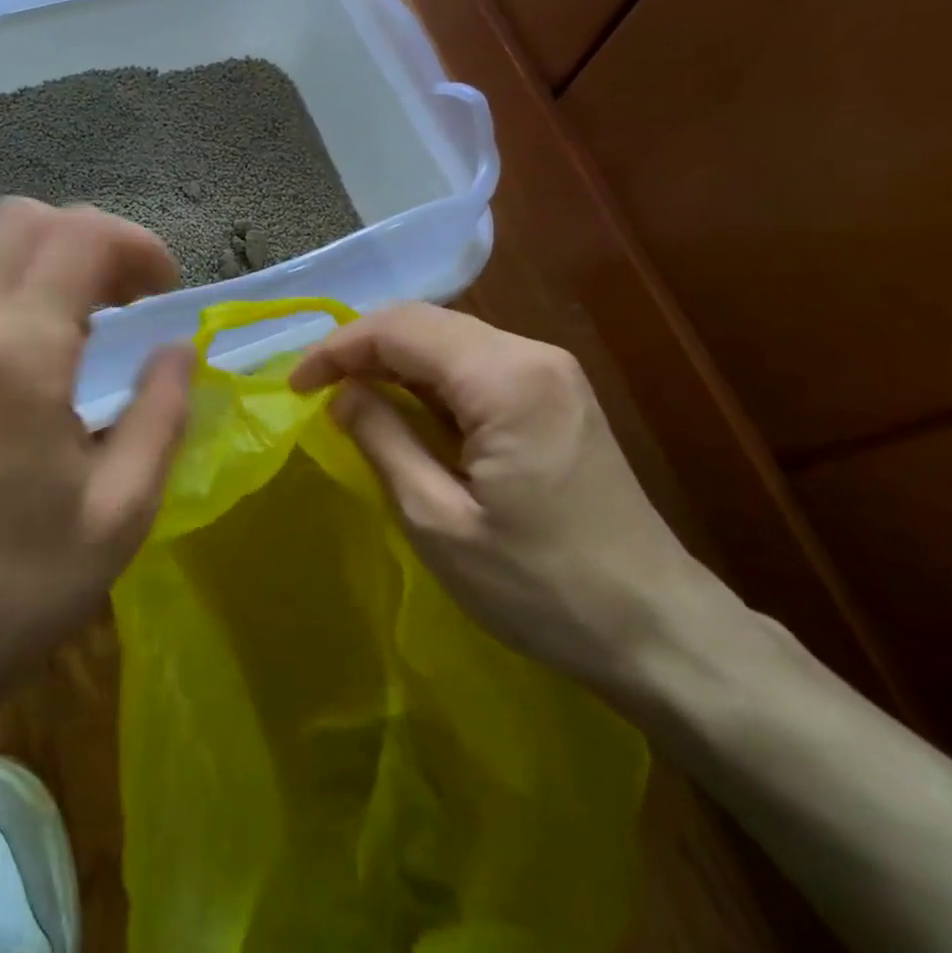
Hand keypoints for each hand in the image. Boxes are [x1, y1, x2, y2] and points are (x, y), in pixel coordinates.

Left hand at [0, 198, 194, 729]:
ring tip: (82, 311)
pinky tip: (31, 335)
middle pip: (24, 218)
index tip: (164, 293)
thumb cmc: (19, 583)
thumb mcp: (122, 510)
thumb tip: (177, 348)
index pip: (79, 237)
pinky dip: (4, 277)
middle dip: (91, 239)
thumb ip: (162, 412)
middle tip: (127, 298)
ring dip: (44, 252)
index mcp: (14, 356)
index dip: (136, 246)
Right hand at [291, 303, 708, 686]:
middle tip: (315, 391)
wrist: (656, 628)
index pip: (401, 328)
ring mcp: (552, 373)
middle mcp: (533, 355)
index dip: (337, 348)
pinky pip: (476, 368)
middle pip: (427, 324)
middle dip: (362, 350)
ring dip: (393, 364)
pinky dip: (428, 382)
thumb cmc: (540, 586)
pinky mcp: (557, 396)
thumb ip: (383, 440)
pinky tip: (405, 412)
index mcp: (506, 378)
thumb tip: (343, 393)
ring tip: (348, 400)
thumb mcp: (438, 520)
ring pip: (450, 342)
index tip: (295, 386)